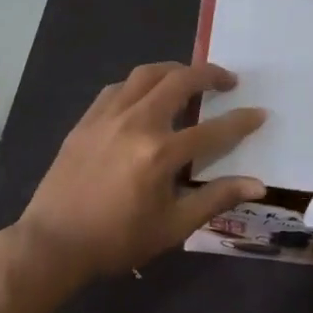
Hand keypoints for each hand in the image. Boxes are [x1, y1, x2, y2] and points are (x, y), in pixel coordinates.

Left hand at [12, 62, 266, 284]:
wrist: (53, 243)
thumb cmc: (117, 240)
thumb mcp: (172, 227)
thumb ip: (215, 198)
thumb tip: (257, 185)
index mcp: (160, 154)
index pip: (213, 130)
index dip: (241, 121)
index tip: (259, 113)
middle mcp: (136, 124)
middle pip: (179, 81)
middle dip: (209, 74)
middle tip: (227, 81)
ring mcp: (108, 117)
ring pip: (146, 75)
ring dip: (174, 70)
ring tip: (189, 78)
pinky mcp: (87, 120)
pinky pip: (118, 87)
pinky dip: (139, 84)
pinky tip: (146, 95)